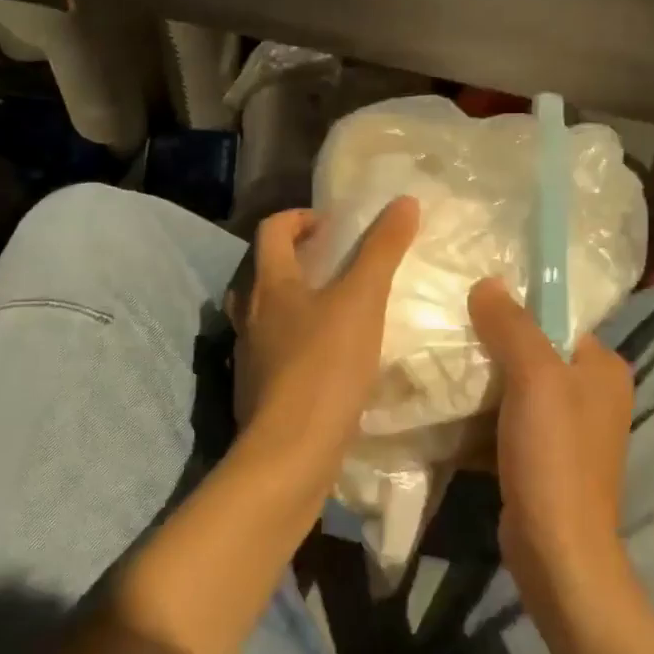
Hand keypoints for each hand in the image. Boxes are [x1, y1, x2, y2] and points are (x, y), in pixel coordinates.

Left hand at [229, 198, 419, 465]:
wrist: (292, 452)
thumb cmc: (325, 365)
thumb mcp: (362, 300)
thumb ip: (382, 250)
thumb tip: (404, 201)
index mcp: (269, 284)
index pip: (272, 229)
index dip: (300, 217)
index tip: (333, 225)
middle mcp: (249, 314)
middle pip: (265, 270)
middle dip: (298, 259)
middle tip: (336, 263)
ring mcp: (250, 355)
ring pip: (267, 313)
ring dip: (296, 301)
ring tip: (336, 309)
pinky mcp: (258, 390)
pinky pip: (275, 350)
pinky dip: (297, 340)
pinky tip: (329, 357)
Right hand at [468, 278, 633, 590]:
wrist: (556, 550)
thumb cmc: (553, 455)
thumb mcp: (534, 378)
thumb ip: (512, 326)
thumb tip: (488, 282)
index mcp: (603, 369)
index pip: (558, 320)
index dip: (517, 308)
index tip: (471, 303)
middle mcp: (593, 395)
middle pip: (535, 352)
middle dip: (494, 345)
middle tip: (450, 332)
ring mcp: (569, 431)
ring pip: (518, 388)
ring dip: (484, 381)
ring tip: (442, 363)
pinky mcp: (545, 459)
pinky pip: (509, 421)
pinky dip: (483, 414)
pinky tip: (449, 407)